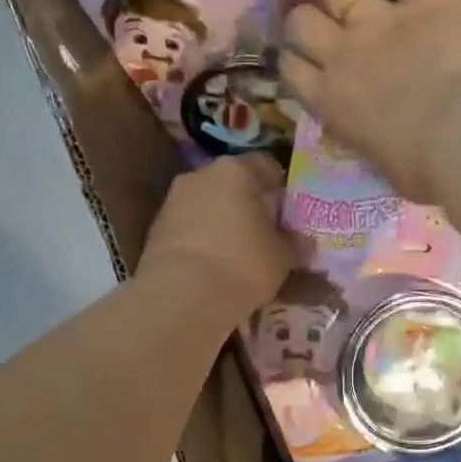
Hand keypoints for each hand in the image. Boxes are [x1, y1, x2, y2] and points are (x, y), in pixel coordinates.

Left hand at [139, 153, 293, 319]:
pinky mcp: (155, 229)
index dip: (280, 186)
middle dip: (248, 203)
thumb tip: (305, 241)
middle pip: (232, 182)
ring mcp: (173, 200)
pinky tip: (213, 264)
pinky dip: (201, 239)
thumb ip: (295, 244)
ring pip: (207, 204)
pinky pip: (188, 227)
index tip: (289, 210)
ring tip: (238, 252)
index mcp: (237, 170)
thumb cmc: (243, 265)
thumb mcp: (283, 258)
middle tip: (265, 231)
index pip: (266, 165)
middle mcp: (201, 175)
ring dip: (222, 221)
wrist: (183, 296)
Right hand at [280, 0, 460, 201]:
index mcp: (333, 104)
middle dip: (298, 15)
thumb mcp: (386, 169)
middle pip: (303, 24)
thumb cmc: (425, 169)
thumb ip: (372, 145)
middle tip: (298, 8)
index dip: (292, 63)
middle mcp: (343, 56)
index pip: (294, 75)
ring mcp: (379, 21)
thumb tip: (373, 140)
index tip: (296, 61)